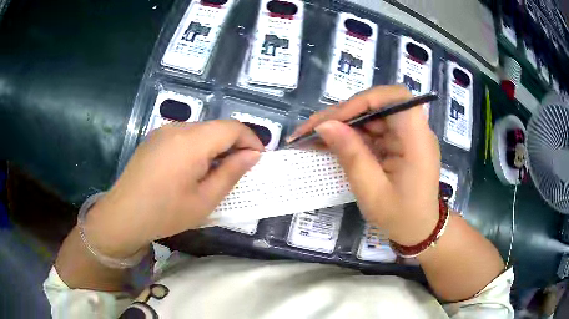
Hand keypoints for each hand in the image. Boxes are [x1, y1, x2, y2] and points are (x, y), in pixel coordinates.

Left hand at [84, 120, 263, 257]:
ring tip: (213, 173)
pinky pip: (184, 136)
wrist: (123, 215)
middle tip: (237, 170)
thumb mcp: (205, 200)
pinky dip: (196, 147)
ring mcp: (163, 131)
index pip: (232, 127)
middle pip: (216, 127)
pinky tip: (190, 170)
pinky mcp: (154, 138)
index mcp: (192, 141)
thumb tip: (253, 155)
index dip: (251, 139)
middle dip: (233, 145)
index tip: (257, 159)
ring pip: (200, 131)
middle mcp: (177, 127)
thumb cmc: (166, 213)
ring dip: (214, 147)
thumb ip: (231, 173)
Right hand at [289, 86, 440, 245]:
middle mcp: (415, 130)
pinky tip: (332, 142)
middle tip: (312, 128)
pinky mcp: (398, 141)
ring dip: (343, 123)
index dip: (365, 100)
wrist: (419, 229)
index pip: (396, 98)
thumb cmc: (400, 217)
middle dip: (344, 113)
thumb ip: (351, 155)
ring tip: (314, 135)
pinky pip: (373, 128)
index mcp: (417, 141)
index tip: (336, 118)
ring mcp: (407, 134)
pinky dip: (351, 133)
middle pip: (379, 104)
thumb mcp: (372, 192)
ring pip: (372, 114)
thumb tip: (325, 125)